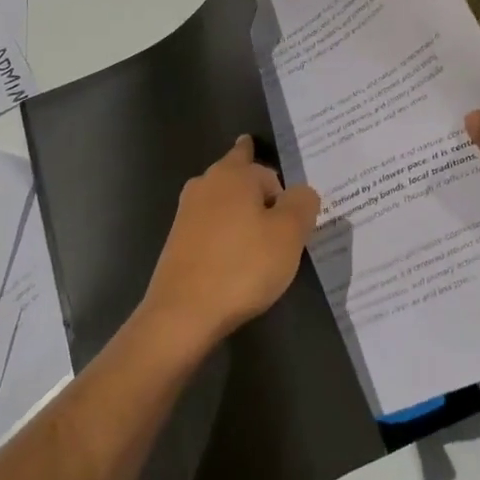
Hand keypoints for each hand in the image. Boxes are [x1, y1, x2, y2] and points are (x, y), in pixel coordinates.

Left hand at [141, 136, 320, 349]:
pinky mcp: (177, 241)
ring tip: (261, 238)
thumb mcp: (289, 234)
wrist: (183, 312)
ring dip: (241, 214)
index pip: (264, 167)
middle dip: (257, 190)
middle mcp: (206, 183)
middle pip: (239, 178)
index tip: (290, 200)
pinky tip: (238, 259)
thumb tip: (302, 192)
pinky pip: (211, 228)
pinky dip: (226, 236)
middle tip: (279, 210)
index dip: (281, 186)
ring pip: (223, 203)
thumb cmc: (243, 266)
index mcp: (234, 174)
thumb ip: (302, 204)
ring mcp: (186, 212)